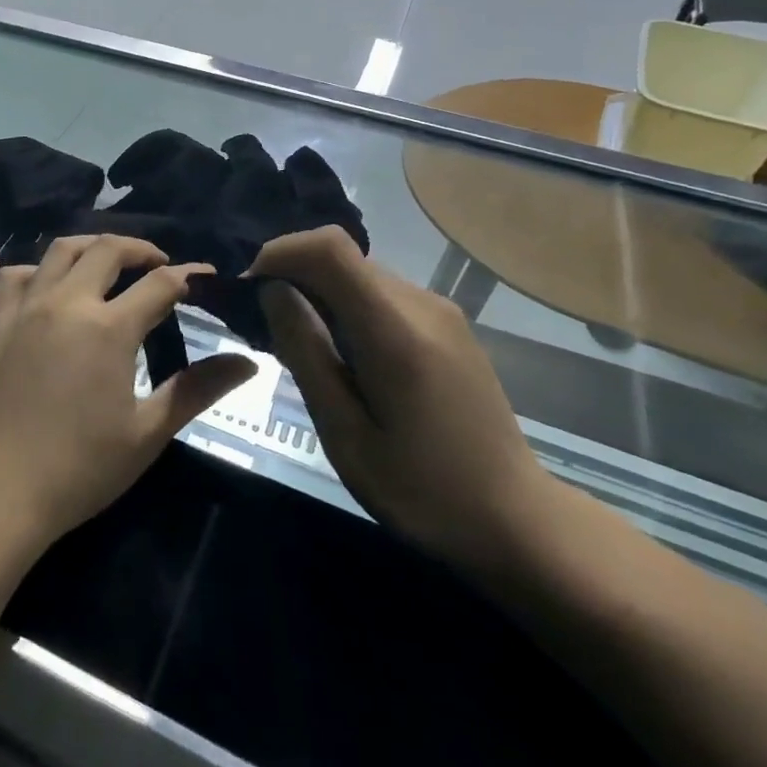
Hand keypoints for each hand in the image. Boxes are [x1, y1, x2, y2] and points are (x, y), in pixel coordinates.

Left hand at [0, 236, 258, 550]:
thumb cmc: (76, 470)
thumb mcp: (146, 434)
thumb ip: (196, 390)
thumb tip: (247, 363)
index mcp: (109, 328)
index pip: (160, 284)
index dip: (189, 274)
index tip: (207, 275)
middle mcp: (66, 303)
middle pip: (107, 250)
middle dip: (140, 248)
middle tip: (158, 263)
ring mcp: (25, 310)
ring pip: (59, 251)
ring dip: (91, 246)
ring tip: (107, 261)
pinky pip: (15, 277)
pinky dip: (38, 269)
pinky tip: (47, 286)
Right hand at [250, 227, 551, 570]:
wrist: (515, 519)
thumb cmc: (422, 490)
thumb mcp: (346, 434)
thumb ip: (307, 353)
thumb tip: (272, 291)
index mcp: (396, 331)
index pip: (329, 247)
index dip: (280, 252)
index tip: (250, 290)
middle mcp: (421, 304)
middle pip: (341, 257)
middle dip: (292, 277)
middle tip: (265, 328)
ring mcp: (440, 311)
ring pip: (358, 274)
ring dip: (318, 293)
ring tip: (301, 347)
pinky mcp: (447, 324)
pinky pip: (380, 294)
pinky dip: (345, 306)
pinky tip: (342, 356)